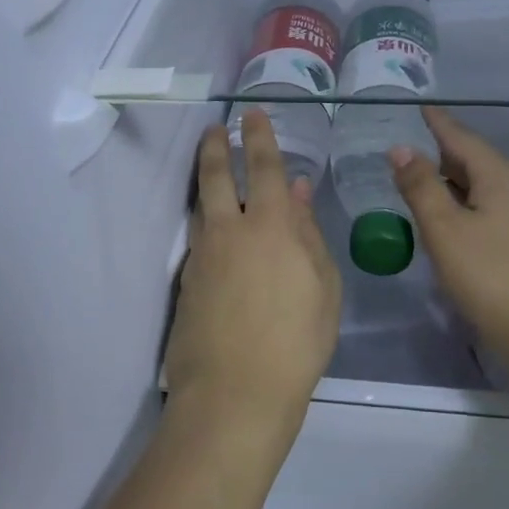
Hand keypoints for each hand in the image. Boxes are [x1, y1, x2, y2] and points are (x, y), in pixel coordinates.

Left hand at [163, 109, 341, 449]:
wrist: (234, 394)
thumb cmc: (296, 342)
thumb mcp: (323, 287)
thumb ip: (307, 233)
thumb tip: (296, 191)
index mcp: (269, 226)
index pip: (263, 166)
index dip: (259, 136)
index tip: (251, 113)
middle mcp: (229, 230)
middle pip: (216, 175)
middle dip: (216, 146)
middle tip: (215, 128)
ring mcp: (202, 256)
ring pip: (200, 205)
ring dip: (205, 180)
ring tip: (209, 167)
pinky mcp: (186, 282)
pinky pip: (198, 238)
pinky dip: (205, 222)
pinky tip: (214, 230)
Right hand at [392, 108, 508, 380]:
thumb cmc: (492, 277)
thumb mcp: (445, 230)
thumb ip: (421, 186)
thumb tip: (401, 148)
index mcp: (502, 175)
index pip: (462, 137)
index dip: (437, 122)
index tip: (419, 107)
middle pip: (476, 159)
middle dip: (443, 152)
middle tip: (408, 148)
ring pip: (486, 185)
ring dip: (454, 181)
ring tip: (422, 181)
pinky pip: (494, 206)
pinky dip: (468, 203)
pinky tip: (452, 218)